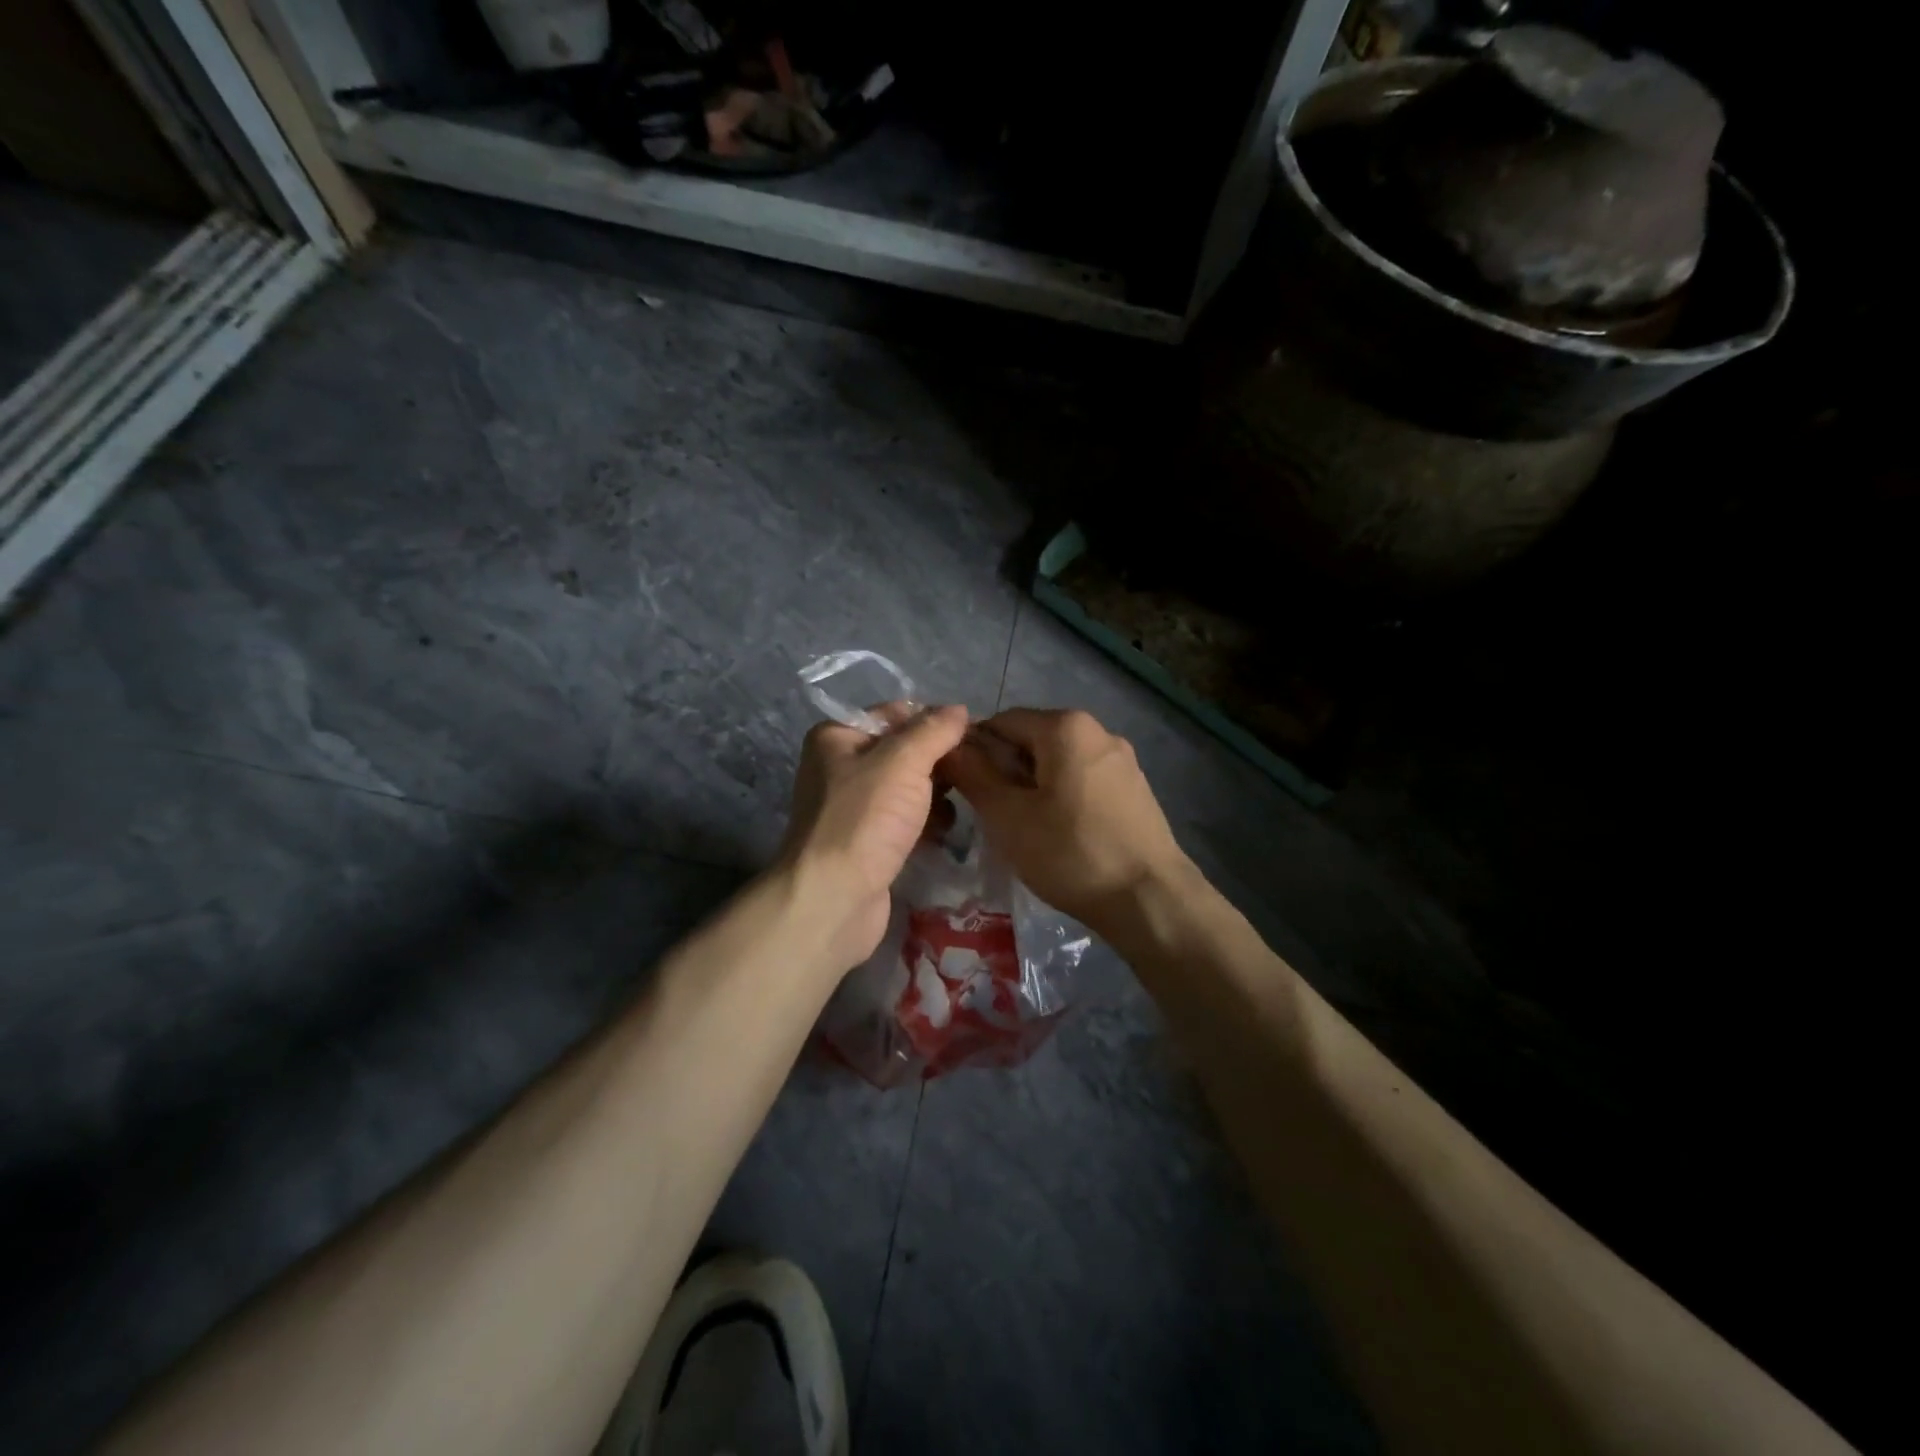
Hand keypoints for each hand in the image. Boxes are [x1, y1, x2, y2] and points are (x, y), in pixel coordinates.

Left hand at [779, 703, 969, 967]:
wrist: (833, 900)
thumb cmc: (864, 820)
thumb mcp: (902, 763)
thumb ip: (933, 731)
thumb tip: (959, 709)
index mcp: (837, 737)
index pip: (896, 714)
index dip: (935, 722)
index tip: (973, 737)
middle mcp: (841, 767)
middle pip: (904, 752)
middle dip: (939, 762)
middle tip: (976, 772)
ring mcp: (854, 808)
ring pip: (909, 789)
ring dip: (937, 795)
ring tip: (966, 803)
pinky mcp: (868, 842)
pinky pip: (906, 820)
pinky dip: (927, 823)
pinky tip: (947, 832)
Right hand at [939, 708, 1193, 933]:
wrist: (1149, 899)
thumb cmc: (1070, 853)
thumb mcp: (1008, 816)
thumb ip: (974, 774)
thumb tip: (951, 747)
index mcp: (1066, 726)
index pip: (1000, 722)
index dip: (973, 751)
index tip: (962, 789)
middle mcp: (1098, 730)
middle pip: (1031, 740)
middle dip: (1005, 771)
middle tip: (991, 815)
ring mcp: (1122, 759)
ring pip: (1057, 763)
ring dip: (1032, 787)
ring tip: (1023, 829)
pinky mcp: (1134, 788)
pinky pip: (1083, 780)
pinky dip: (1061, 797)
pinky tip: (1059, 834)